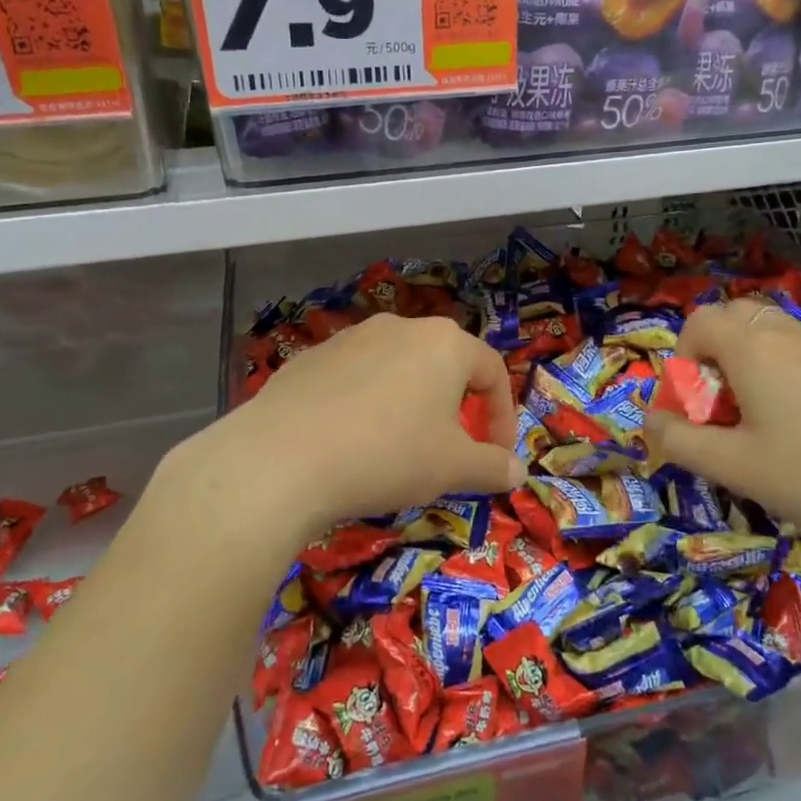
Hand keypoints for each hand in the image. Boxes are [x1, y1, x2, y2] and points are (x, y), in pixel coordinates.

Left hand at [189, 314, 525, 528]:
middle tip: (451, 450)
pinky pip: (354, 380)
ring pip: (397, 370)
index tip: (496, 457)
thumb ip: (493, 466)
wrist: (283, 458)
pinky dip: (366, 406)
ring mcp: (350, 339)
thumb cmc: (388, 455)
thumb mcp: (453, 468)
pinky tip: (350, 443)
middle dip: (456, 408)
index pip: (492, 372)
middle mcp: (400, 329)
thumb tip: (518, 471)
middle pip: (444, 365)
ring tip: (398, 448)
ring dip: (410, 405)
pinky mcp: (310, 358)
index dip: (502, 417)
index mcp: (444, 343)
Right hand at [645, 300, 800, 576]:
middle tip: (724, 410)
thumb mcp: (735, 468)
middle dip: (714, 356)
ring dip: (750, 364)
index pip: (698, 321)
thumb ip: (680, 440)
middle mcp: (790, 333)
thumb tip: (652, 421)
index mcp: (753, 348)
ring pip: (772, 334)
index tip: (694, 406)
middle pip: (734, 319)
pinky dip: (786, 372)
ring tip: (763, 422)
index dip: (682, 358)